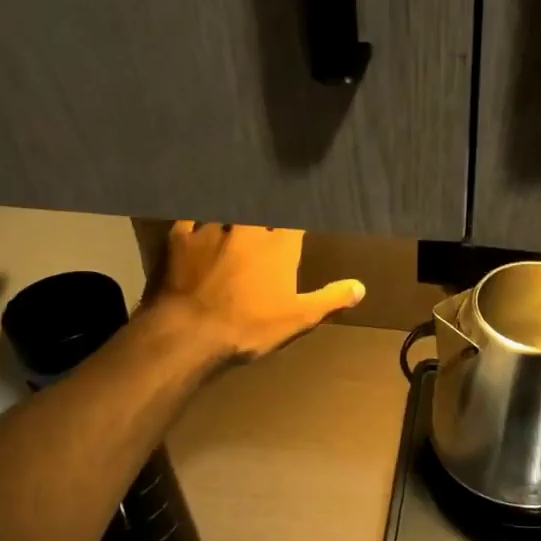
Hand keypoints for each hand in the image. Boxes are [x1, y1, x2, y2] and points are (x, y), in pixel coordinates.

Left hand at [153, 222, 364, 362]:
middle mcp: (247, 228)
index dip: (296, 219)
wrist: (190, 332)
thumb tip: (360, 287)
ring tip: (232, 211)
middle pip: (259, 207)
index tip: (298, 218)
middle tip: (264, 211)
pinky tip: (196, 218)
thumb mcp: (298, 318)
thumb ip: (330, 299)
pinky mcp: (179, 238)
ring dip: (231, 211)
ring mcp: (211, 229)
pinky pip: (189, 218)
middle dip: (263, 209)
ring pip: (225, 209)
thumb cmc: (250, 326)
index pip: (294, 219)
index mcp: (278, 244)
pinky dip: (195, 218)